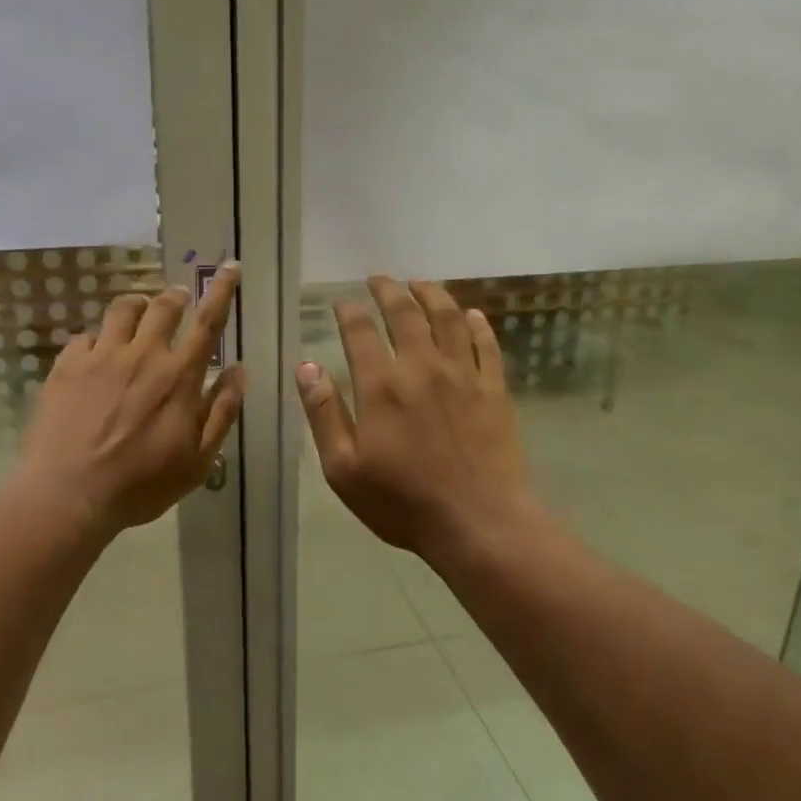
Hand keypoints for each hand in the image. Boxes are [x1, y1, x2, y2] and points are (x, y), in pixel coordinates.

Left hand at [17, 263, 243, 532]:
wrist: (68, 494)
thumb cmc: (141, 484)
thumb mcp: (198, 460)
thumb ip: (221, 411)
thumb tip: (238, 370)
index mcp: (179, 376)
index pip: (208, 322)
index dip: (222, 290)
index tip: (229, 266)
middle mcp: (142, 354)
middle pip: (163, 306)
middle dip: (176, 295)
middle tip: (179, 298)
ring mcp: (100, 357)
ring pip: (122, 310)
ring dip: (137, 306)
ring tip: (138, 314)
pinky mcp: (66, 366)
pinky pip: (85, 336)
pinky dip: (97, 339)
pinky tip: (95, 354)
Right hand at [297, 275, 538, 558]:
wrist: (479, 522)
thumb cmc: (402, 502)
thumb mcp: (344, 468)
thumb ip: (324, 414)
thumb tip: (306, 367)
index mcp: (381, 386)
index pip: (360, 332)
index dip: (349, 311)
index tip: (342, 302)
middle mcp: (422, 367)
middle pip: (405, 313)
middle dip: (389, 290)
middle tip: (379, 278)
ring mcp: (463, 375)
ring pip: (448, 318)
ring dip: (432, 294)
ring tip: (420, 283)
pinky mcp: (494, 389)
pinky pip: (486, 345)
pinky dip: (477, 325)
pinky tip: (471, 315)